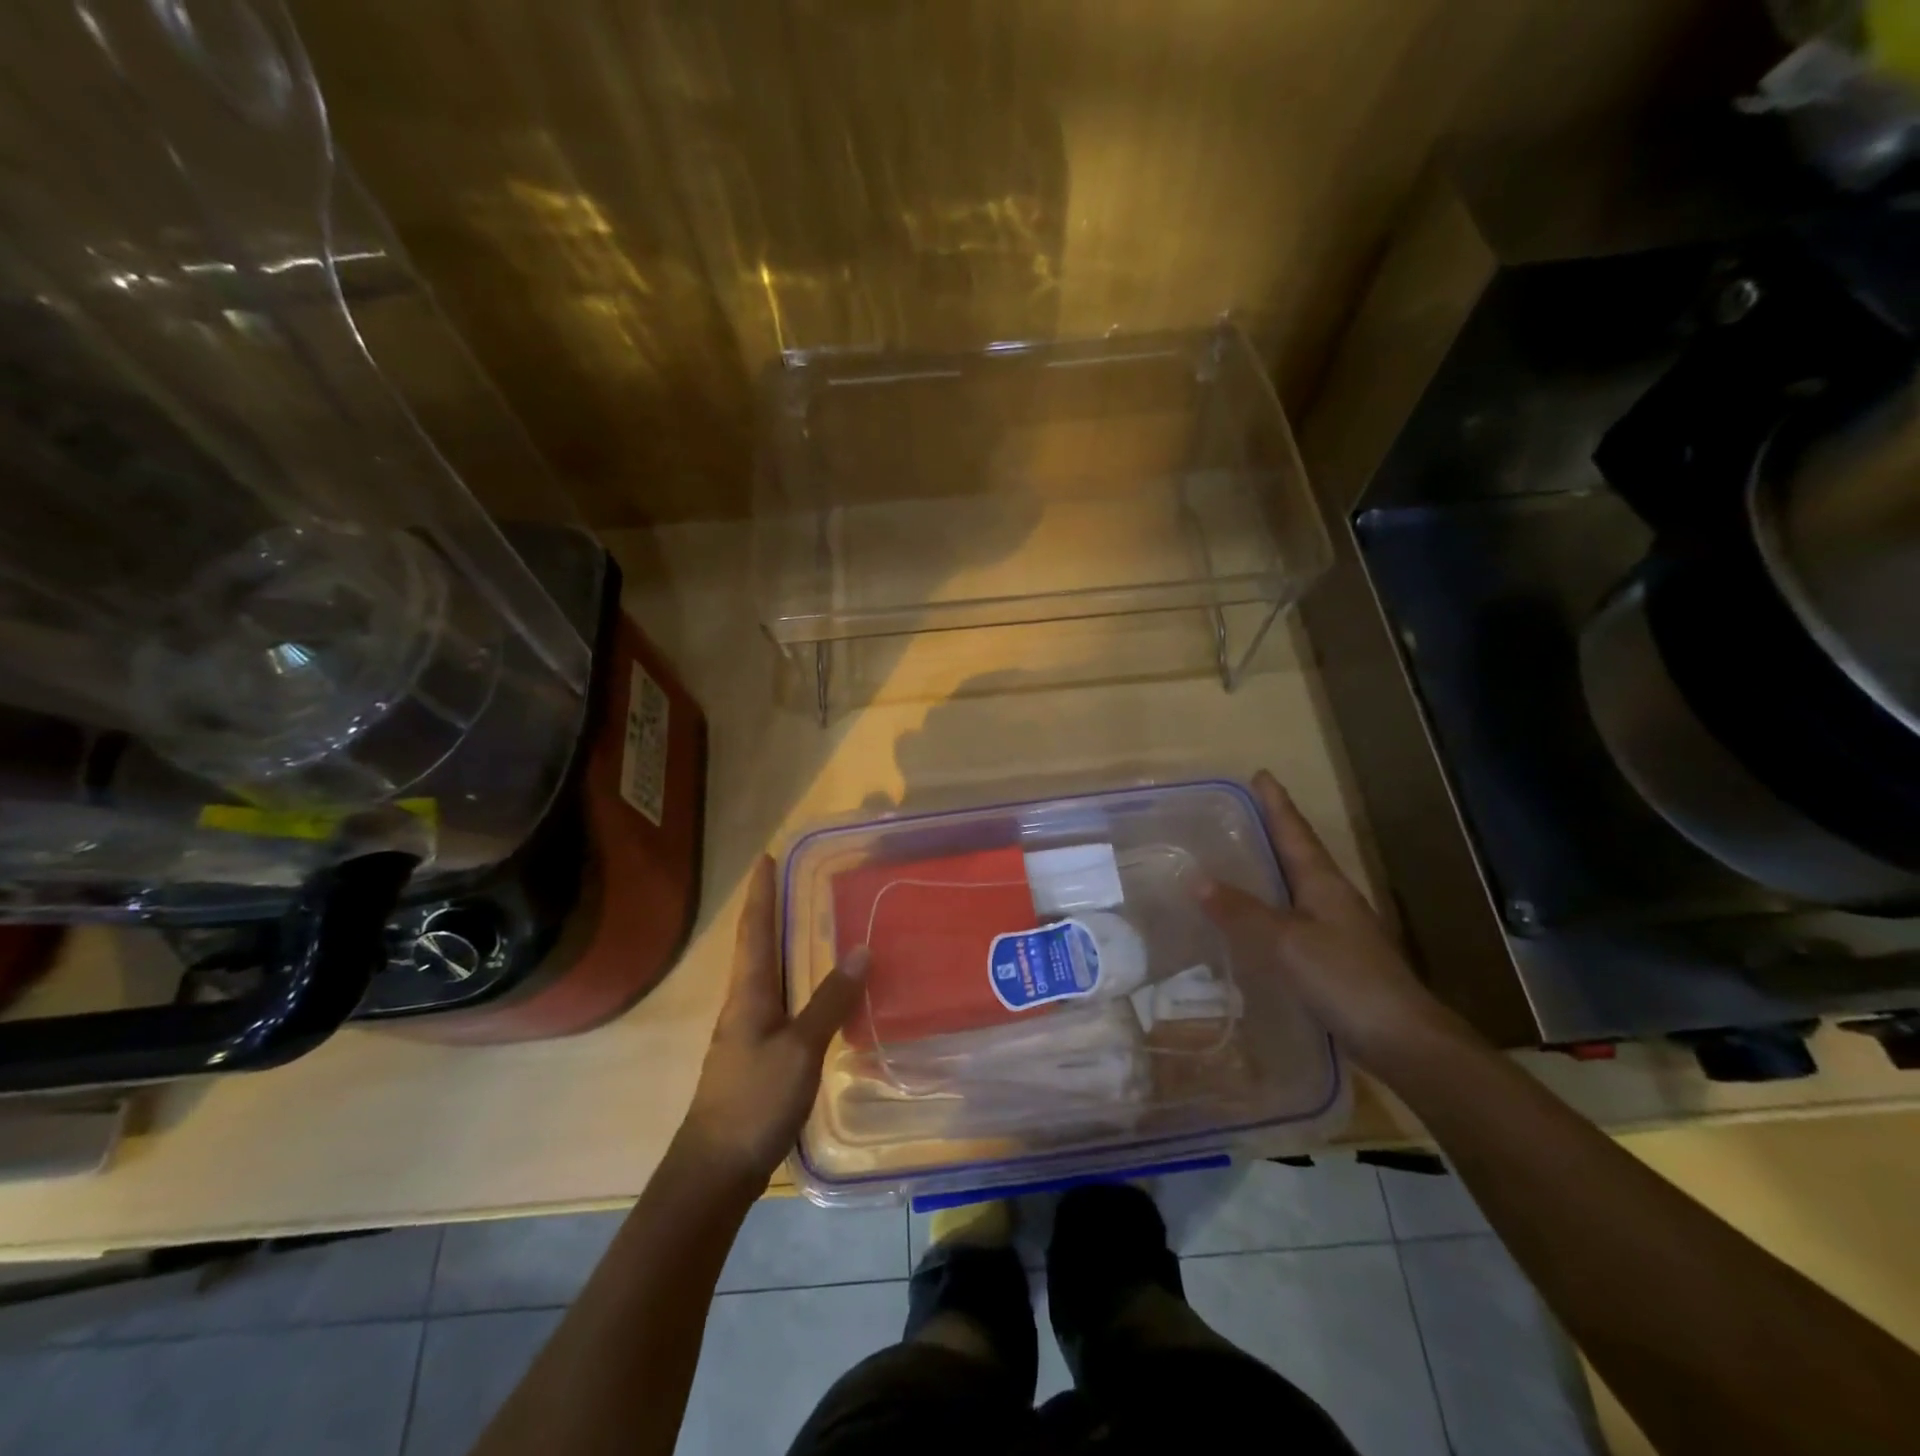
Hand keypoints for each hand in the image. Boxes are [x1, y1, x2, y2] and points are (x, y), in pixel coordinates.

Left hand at [678, 856, 867, 1182]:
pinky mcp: (756, 1056)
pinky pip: (778, 1003)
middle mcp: (743, 1004)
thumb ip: (830, 1000)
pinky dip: (794, 982)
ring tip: (808, 925)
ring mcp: (747, 1032)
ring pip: (766, 975)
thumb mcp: (800, 1048)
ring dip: (781, 945)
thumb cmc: (755, 1100)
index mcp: (749, 993)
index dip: (760, 893)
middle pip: (756, 946)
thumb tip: (861, 949)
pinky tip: (812, 991)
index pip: (755, 929)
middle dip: (771, 912)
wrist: (715, 1170)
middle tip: (794, 883)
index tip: (765, 858)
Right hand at [1199, 770, 1473, 1071]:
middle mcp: (1332, 899)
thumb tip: (1195, 878)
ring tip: (1238, 860)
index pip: (1294, 832)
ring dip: (1271, 870)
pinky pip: (1293, 920)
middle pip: (1298, 854)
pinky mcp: (1334, 959)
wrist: (1403, 1040)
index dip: (1277, 804)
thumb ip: (1242, 912)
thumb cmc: (1345, 979)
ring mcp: (1337, 930)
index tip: (1260, 774)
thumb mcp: (1286, 942)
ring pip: (1297, 887)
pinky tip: (1253, 922)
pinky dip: (1271, 909)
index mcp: (1323, 883)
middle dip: (1272, 831)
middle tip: (1237, 815)